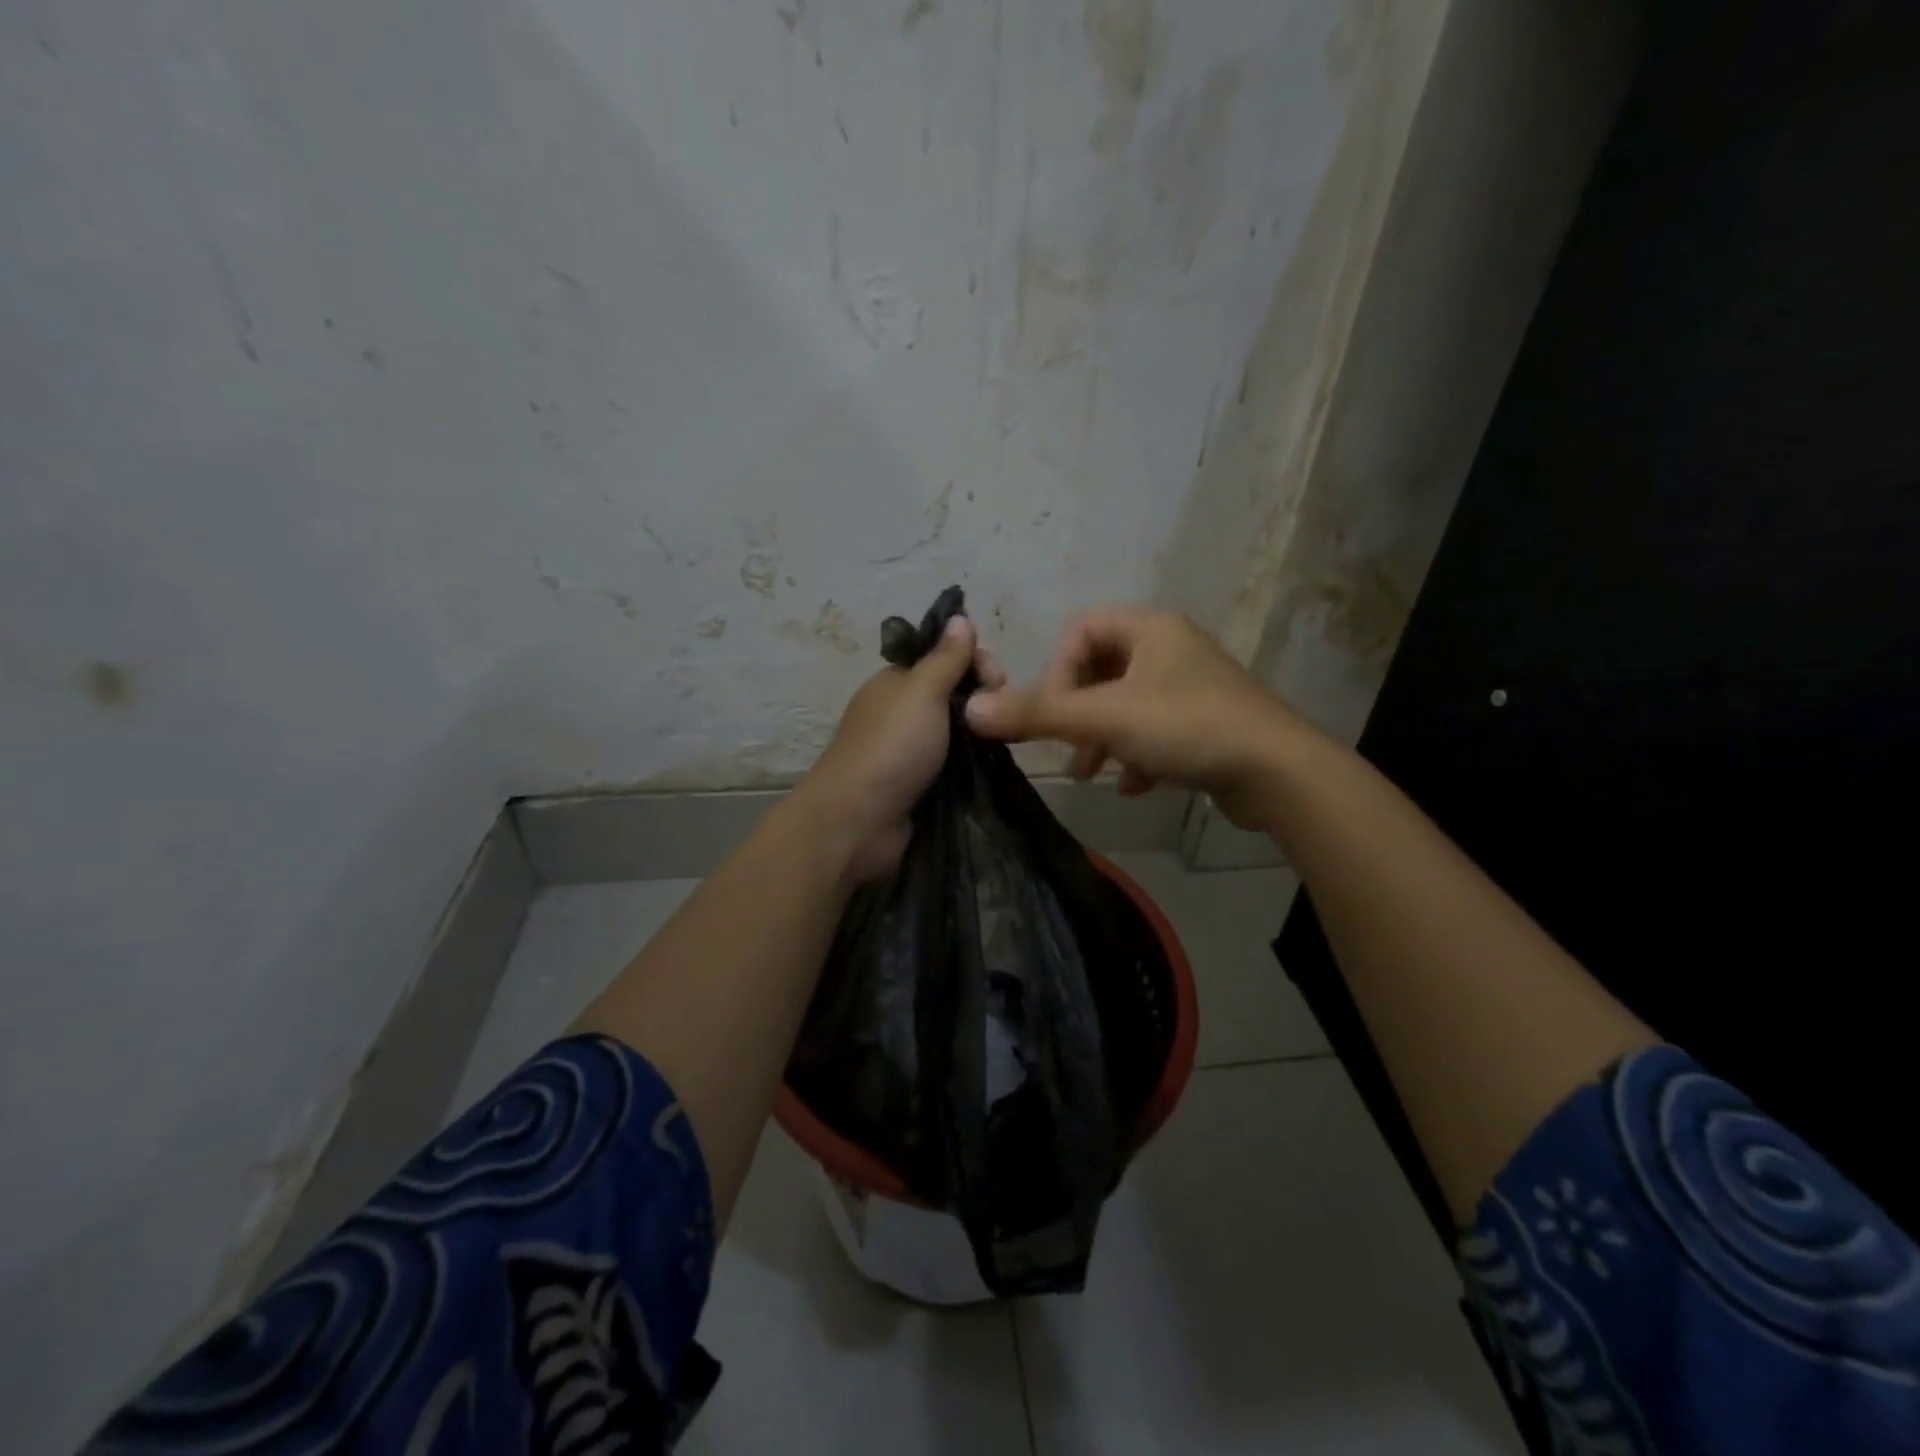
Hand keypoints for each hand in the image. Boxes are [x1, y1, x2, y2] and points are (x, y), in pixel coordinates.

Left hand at [797, 615, 1006, 880]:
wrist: (858, 821)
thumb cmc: (891, 747)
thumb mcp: (921, 692)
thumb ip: (945, 657)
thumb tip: (959, 616)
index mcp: (895, 682)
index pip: (943, 657)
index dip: (974, 660)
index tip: (997, 679)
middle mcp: (901, 712)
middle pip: (953, 692)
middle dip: (982, 695)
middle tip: (1000, 711)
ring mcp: (909, 750)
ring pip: (956, 730)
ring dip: (980, 730)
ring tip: (1003, 739)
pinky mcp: (919, 784)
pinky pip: (954, 763)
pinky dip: (973, 761)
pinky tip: (993, 762)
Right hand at [964, 607, 1298, 828]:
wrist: (1277, 773)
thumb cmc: (1187, 727)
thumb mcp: (1104, 719)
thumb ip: (1037, 714)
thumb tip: (970, 709)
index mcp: (1149, 628)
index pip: (1080, 631)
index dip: (1058, 672)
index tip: (1057, 713)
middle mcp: (1171, 647)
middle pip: (1100, 670)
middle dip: (1078, 713)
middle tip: (1071, 748)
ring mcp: (1191, 685)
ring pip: (1125, 704)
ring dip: (1103, 738)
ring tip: (1095, 773)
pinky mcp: (1206, 722)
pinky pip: (1154, 729)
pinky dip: (1136, 754)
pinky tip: (1135, 786)